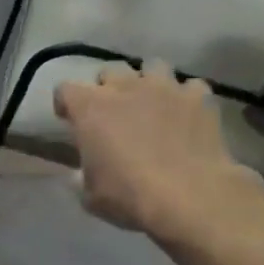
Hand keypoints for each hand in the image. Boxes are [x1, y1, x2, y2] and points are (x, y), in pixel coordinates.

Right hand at [52, 62, 263, 249]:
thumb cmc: (129, 196)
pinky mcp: (198, 98)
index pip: (65, 90)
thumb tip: (79, 173)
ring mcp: (165, 88)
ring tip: (152, 104)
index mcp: (90, 109)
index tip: (70, 120)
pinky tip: (186, 115)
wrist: (190, 197)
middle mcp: (125, 88)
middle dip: (108, 87)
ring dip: (148, 82)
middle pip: (110, 70)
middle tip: (113, 112)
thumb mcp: (89, 195)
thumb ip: (80, 176)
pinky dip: (186, 98)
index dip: (66, 104)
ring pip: (153, 66)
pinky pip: (190, 87)